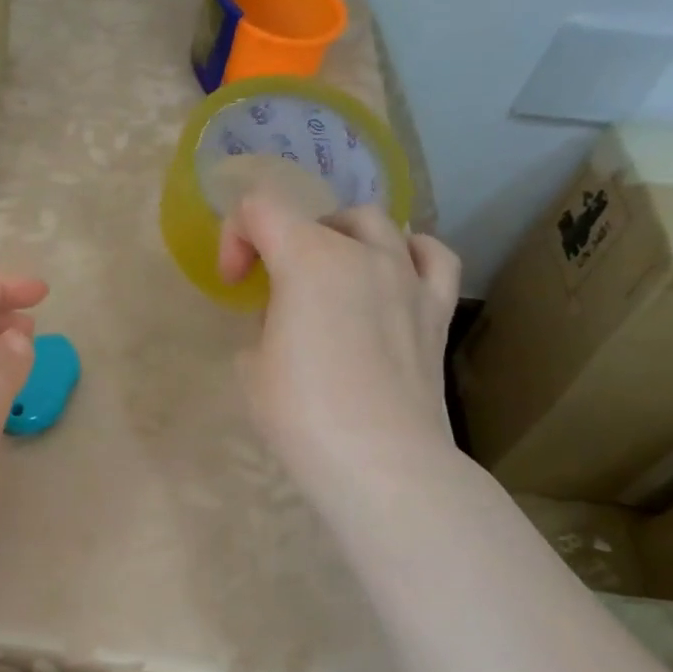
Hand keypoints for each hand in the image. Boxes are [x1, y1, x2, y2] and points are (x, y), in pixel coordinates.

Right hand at [218, 188, 460, 505]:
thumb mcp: (252, 366)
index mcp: (307, 259)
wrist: (380, 462)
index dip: (235, 238)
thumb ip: (265, 326)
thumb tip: (289, 323)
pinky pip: (431, 256)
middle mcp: (362, 253)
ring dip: (342, 238)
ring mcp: (408, 277)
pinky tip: (394, 273)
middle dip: (285, 242)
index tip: (234, 284)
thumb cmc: (301, 413)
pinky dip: (408, 252)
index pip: (259, 210)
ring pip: (375, 224)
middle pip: (317, 217)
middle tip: (273, 289)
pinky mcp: (437, 310)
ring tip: (330, 273)